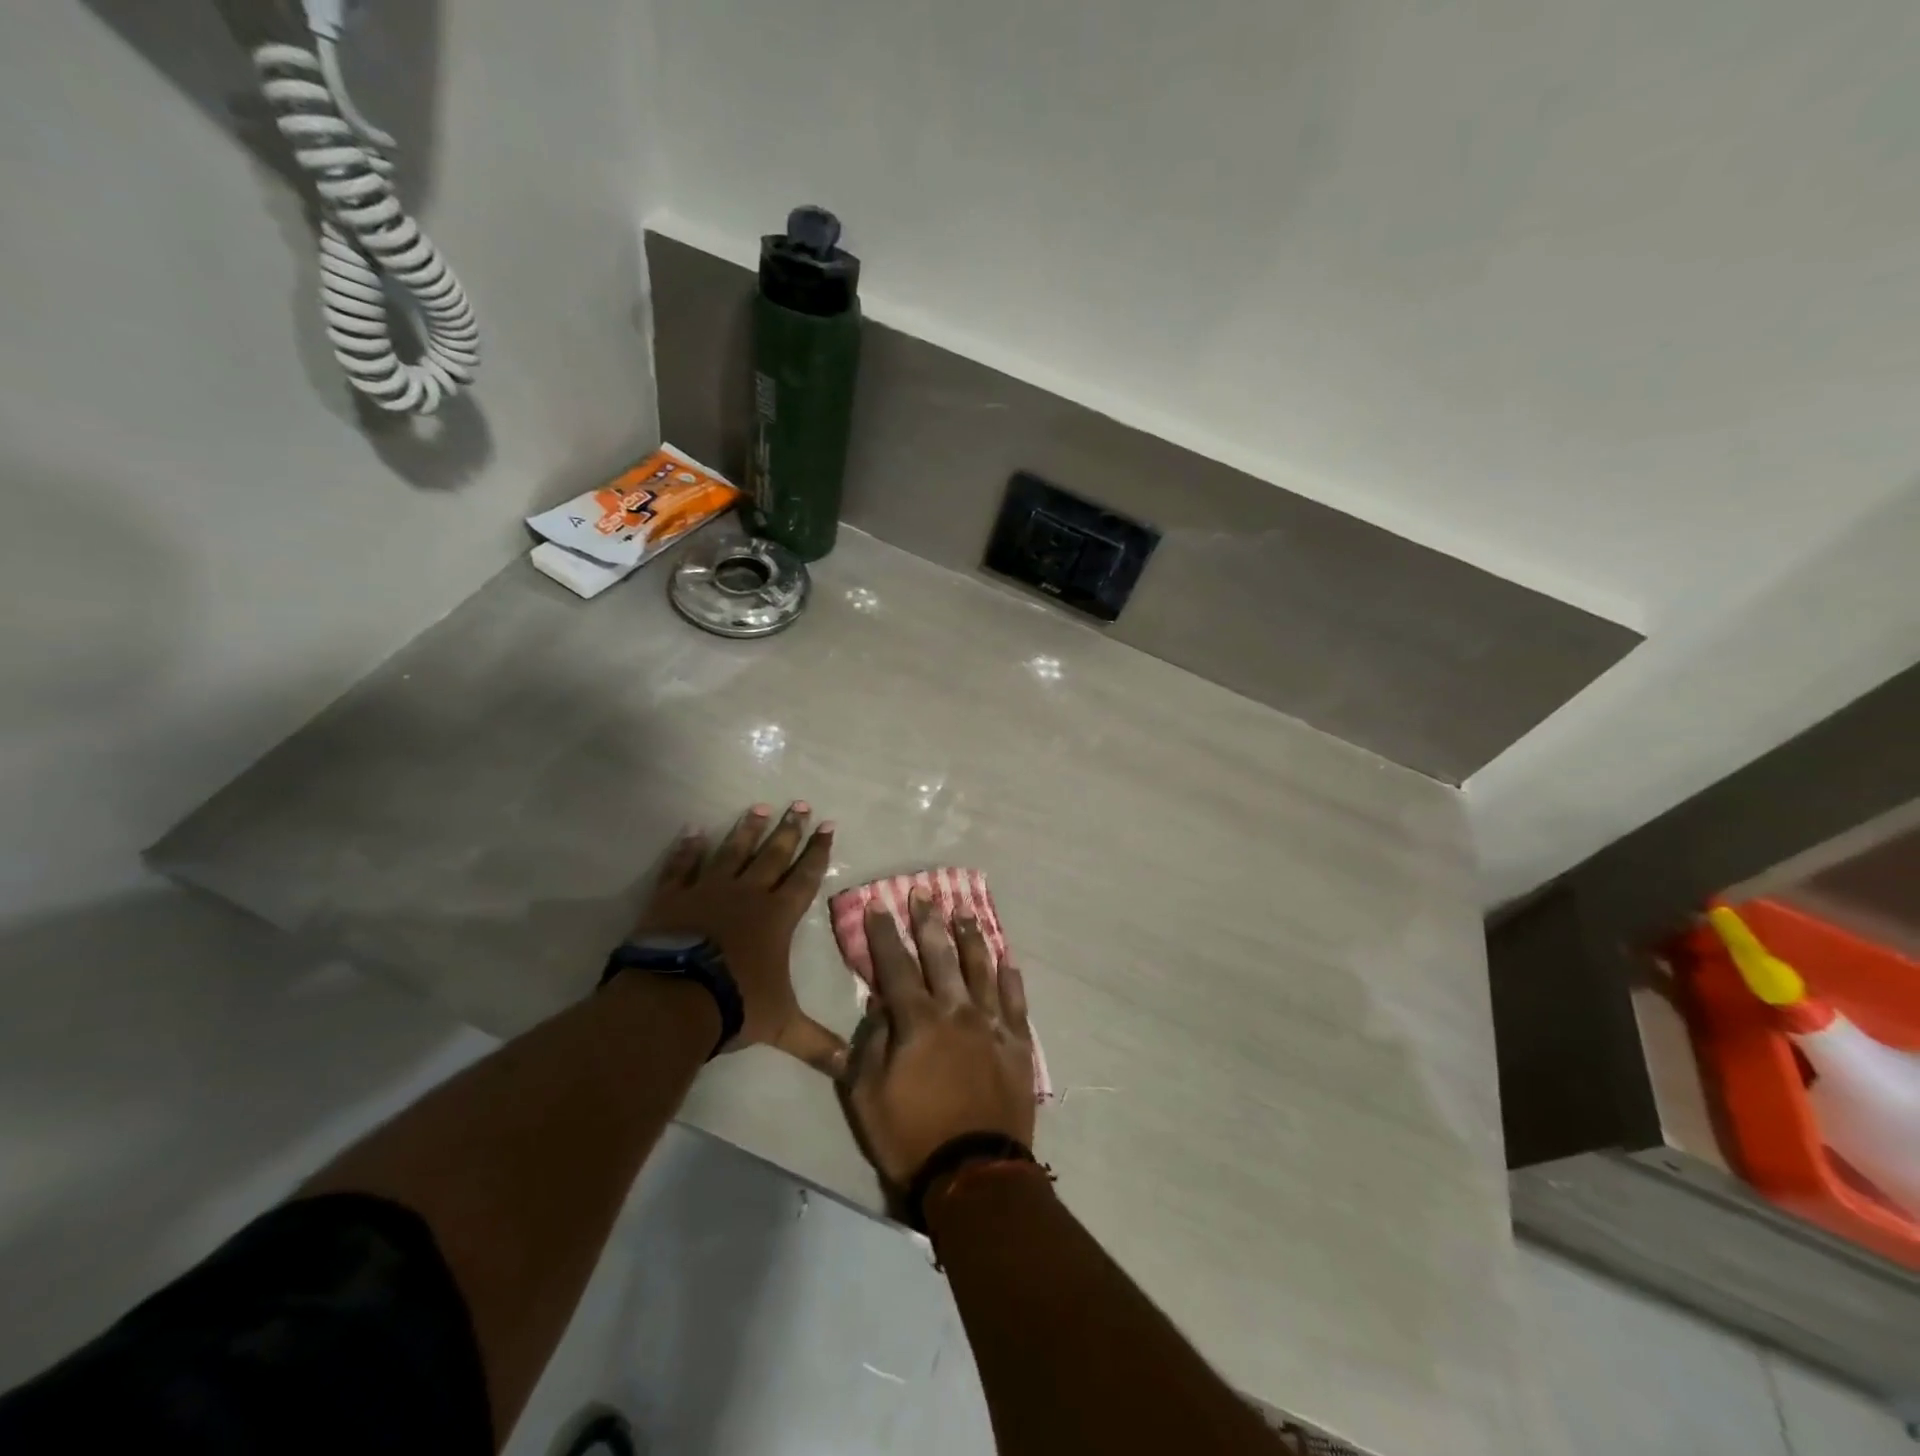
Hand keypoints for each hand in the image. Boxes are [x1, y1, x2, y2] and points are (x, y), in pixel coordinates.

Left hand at [638, 803, 846, 1074]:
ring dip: (747, 829)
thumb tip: (851, 1069)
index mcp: (777, 916)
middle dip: (789, 829)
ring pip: (733, 851)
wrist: (673, 999)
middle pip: (773, 854)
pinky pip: (682, 865)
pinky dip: (688, 848)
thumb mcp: (781, 1026)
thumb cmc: (735, 1004)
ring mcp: (708, 890)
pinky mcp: (672, 896)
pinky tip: (693, 830)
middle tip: (800, 804)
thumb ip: (816, 1043)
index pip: (805, 877)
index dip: (818, 852)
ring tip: (759, 806)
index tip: (828, 826)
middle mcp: (748, 894)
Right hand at [841, 888, 1036, 1189]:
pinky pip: (1014, 1001)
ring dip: (971, 937)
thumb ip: (872, 1043)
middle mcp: (956, 1010)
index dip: (885, 934)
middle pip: (940, 955)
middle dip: (928, 921)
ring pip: (980, 968)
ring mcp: (991, 1025)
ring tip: (964, 912)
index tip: (880, 904)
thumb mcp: (867, 1095)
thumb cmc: (910, 1136)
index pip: (896, 966)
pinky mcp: (1016, 1044)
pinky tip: (1007, 957)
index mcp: (918, 1021)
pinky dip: (1010, 977)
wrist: (974, 1173)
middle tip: (924, 893)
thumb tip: (880, 1005)